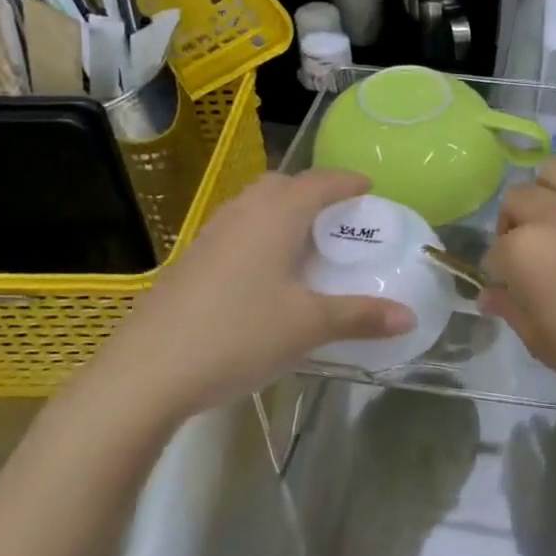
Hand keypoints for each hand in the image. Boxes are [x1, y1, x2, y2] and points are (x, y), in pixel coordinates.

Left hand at [78, 169, 414, 427]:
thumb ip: (361, 316)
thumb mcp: (308, 326)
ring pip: (253, 205)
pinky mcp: (189, 261)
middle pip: (282, 185)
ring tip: (302, 241)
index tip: (368, 188)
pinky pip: (235, 230)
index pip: (320, 183)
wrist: (145, 373)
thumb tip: (410, 316)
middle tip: (336, 216)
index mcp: (276, 215)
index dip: (347, 182)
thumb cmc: (238, 335)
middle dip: (312, 191)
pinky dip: (258, 234)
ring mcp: (209, 235)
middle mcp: (242, 213)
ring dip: (282, 212)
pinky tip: (262, 273)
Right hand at [484, 139, 555, 424]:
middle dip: (514, 228)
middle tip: (532, 256)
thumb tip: (490, 295)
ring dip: (547, 192)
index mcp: (529, 253)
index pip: (497, 252)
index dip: (500, 273)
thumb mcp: (547, 348)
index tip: (513, 290)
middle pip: (518, 201)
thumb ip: (513, 312)